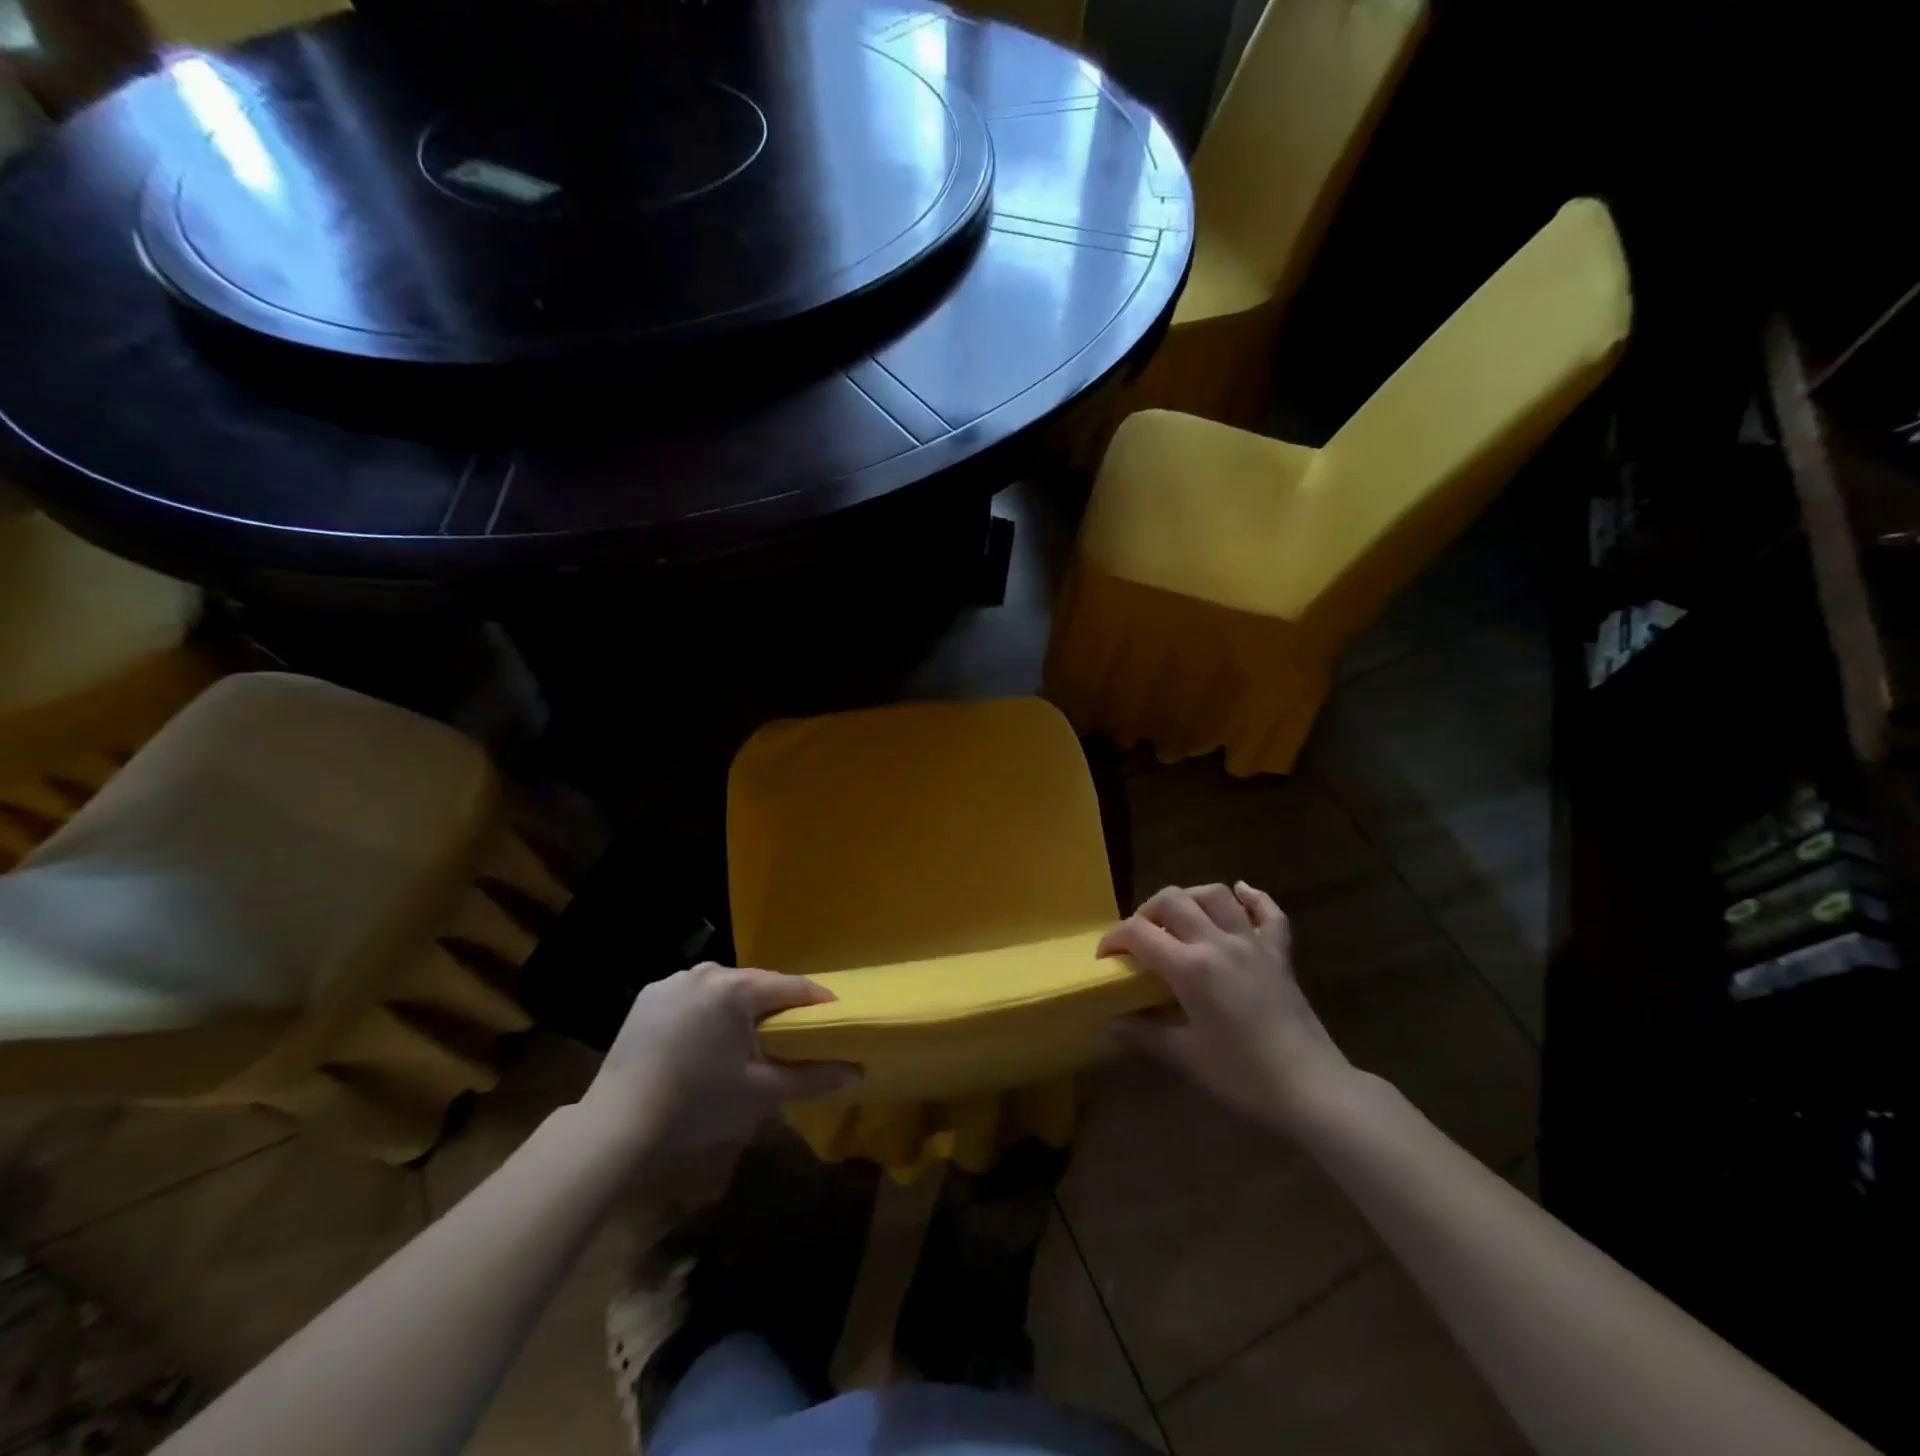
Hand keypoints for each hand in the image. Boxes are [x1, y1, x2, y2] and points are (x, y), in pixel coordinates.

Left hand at [579, 963, 859, 1163]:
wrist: (618, 1124)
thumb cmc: (699, 1104)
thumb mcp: (762, 1093)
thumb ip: (813, 1078)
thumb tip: (858, 1072)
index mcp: (738, 988)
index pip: (794, 986)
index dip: (818, 1004)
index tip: (834, 1021)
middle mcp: (708, 971)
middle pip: (758, 984)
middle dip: (777, 1007)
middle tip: (791, 1036)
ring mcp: (674, 980)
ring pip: (725, 988)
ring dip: (741, 1007)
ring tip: (746, 1040)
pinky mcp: (649, 996)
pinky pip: (693, 995)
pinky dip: (706, 1011)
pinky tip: (703, 1040)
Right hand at [1101, 883, 1350, 1132]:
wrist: (1312, 1089)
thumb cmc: (1243, 1076)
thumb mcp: (1186, 1056)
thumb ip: (1145, 1033)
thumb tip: (1110, 1023)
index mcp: (1191, 967)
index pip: (1139, 933)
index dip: (1114, 939)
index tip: (1105, 958)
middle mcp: (1218, 942)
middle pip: (1173, 900)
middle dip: (1147, 911)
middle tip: (1139, 938)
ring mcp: (1253, 944)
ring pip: (1216, 895)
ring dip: (1190, 898)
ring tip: (1178, 918)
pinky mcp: (1279, 954)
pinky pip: (1268, 912)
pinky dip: (1252, 897)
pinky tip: (1240, 893)